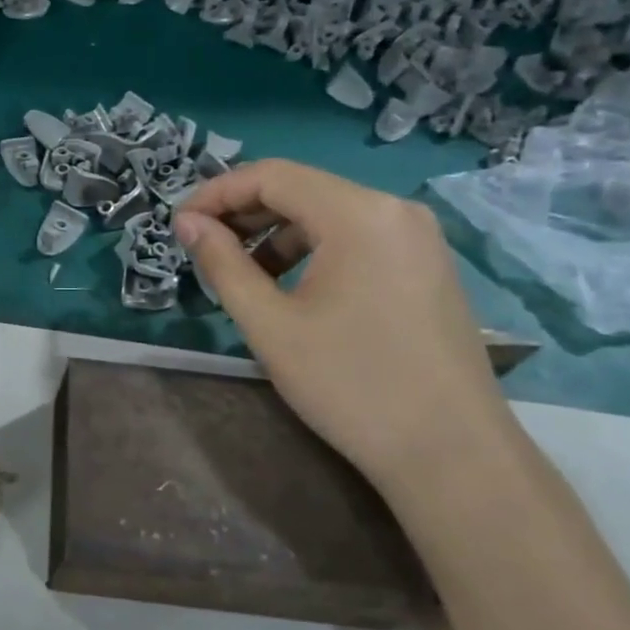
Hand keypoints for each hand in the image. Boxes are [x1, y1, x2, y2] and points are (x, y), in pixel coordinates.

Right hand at [174, 160, 514, 493]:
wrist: (450, 454)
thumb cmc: (350, 384)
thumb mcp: (270, 324)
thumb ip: (222, 264)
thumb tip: (187, 222)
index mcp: (359, 214)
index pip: (271, 175)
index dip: (216, 193)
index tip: (178, 225)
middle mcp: (394, 210)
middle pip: (302, 190)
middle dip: (243, 214)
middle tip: (200, 248)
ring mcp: (417, 238)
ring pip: (328, 216)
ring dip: (274, 235)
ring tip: (241, 275)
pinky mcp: (426, 267)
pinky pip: (355, 240)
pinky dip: (311, 252)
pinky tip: (289, 289)